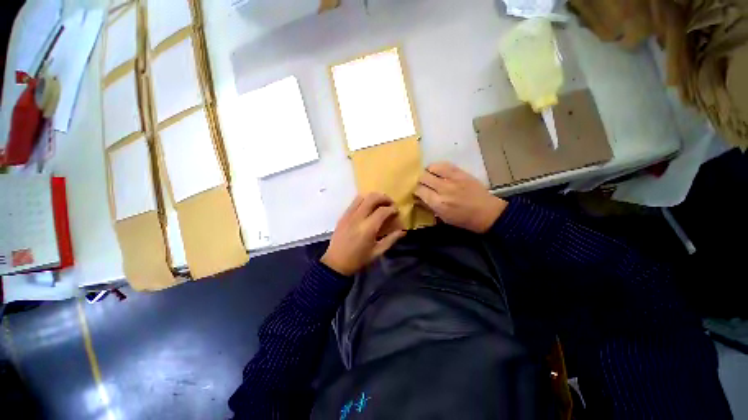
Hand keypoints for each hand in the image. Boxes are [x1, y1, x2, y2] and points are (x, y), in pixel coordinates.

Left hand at [321, 193, 406, 275]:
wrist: (335, 263)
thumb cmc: (358, 259)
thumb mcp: (377, 252)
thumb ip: (391, 239)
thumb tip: (403, 231)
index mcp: (368, 228)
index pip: (383, 210)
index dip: (392, 209)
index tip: (397, 212)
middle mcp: (358, 218)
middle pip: (372, 198)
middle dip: (384, 198)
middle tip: (390, 204)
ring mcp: (348, 215)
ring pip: (362, 197)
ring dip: (373, 198)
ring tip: (379, 204)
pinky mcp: (343, 216)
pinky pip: (354, 202)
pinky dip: (363, 201)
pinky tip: (368, 208)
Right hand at [415, 162, 507, 233]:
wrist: (487, 212)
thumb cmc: (463, 219)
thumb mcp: (443, 217)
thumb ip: (429, 206)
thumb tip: (417, 198)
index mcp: (438, 203)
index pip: (419, 190)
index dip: (415, 190)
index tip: (416, 192)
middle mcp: (443, 189)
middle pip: (422, 178)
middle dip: (419, 181)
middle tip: (422, 185)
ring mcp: (452, 179)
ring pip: (431, 168)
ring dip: (427, 172)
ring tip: (429, 177)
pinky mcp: (460, 173)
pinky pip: (444, 164)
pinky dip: (437, 167)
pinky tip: (437, 172)